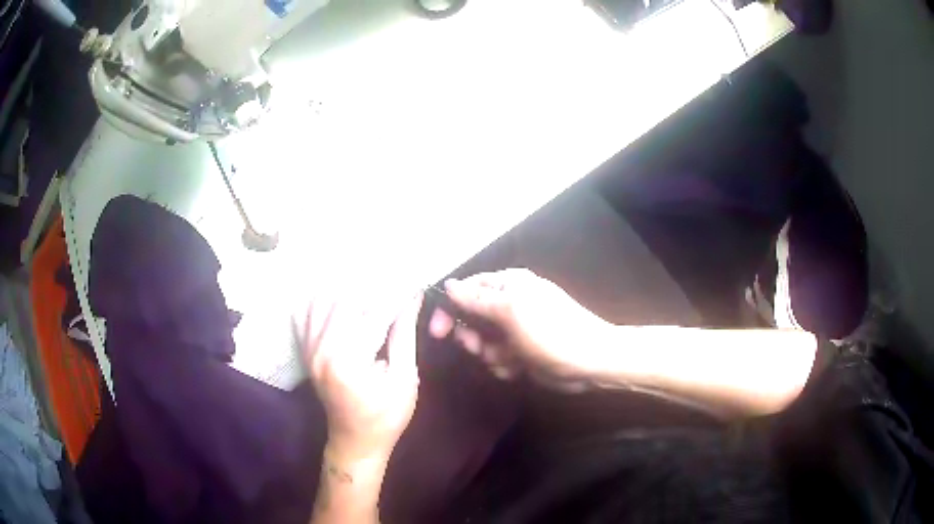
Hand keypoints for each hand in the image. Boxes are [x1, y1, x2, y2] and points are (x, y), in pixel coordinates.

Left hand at [301, 292, 422, 461]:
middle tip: (396, 286)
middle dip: (373, 288)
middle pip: (345, 299)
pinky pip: (308, 313)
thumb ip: (404, 335)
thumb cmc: (386, 417)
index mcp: (348, 360)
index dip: (397, 295)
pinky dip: (324, 300)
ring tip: (373, 292)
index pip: (374, 312)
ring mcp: (310, 348)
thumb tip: (413, 298)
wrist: (355, 441)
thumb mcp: (404, 379)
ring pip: (324, 300)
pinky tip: (343, 300)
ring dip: (350, 291)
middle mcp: (322, 349)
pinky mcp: (306, 350)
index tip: (414, 282)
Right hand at [429, 269, 609, 381]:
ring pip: (482, 344)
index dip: (450, 309)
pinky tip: (519, 367)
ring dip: (492, 354)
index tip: (439, 332)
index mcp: (508, 285)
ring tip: (510, 357)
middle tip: (481, 346)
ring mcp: (515, 330)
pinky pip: (498, 359)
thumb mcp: (510, 310)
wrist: (588, 361)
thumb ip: (475, 299)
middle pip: (471, 319)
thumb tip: (448, 284)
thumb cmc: (550, 331)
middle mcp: (509, 304)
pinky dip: (505, 365)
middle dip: (473, 337)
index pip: (466, 290)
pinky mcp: (521, 352)